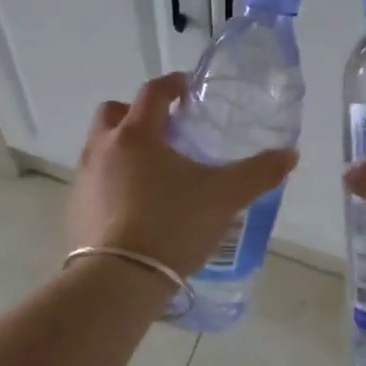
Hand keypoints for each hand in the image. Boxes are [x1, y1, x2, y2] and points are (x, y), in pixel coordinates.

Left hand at [68, 73, 297, 277]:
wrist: (118, 281)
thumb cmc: (172, 225)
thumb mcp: (224, 198)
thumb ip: (258, 173)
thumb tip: (290, 154)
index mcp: (137, 135)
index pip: (153, 92)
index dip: (172, 84)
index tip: (187, 88)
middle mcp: (103, 148)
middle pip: (114, 112)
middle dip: (137, 113)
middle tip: (165, 130)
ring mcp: (84, 179)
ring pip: (100, 147)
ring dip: (122, 147)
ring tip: (152, 171)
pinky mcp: (75, 210)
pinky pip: (93, 181)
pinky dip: (112, 181)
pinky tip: (134, 205)